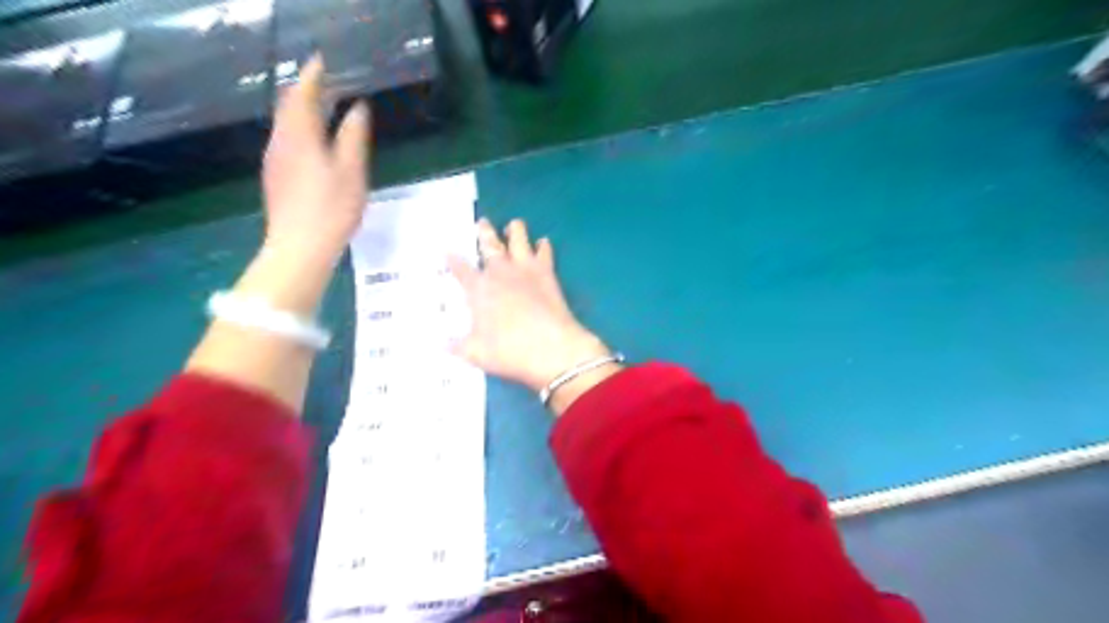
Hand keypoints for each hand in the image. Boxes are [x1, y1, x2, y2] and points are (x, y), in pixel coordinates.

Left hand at [261, 53, 372, 265]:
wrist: (299, 248)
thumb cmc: (330, 209)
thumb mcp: (351, 172)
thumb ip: (353, 137)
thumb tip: (357, 109)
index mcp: (300, 135)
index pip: (303, 94)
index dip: (313, 75)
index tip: (323, 60)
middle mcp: (281, 141)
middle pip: (289, 106)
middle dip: (305, 90)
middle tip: (325, 81)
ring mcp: (275, 160)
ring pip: (286, 124)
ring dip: (302, 110)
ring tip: (321, 106)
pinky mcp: (276, 177)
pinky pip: (286, 140)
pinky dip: (299, 129)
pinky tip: (312, 140)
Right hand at [446, 221, 610, 390]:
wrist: (551, 348)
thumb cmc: (509, 351)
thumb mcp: (476, 354)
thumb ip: (457, 346)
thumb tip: (441, 344)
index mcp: (479, 289)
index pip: (461, 269)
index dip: (453, 259)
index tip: (447, 250)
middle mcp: (500, 273)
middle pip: (490, 245)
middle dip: (484, 232)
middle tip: (483, 222)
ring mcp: (525, 269)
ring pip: (519, 239)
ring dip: (515, 230)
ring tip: (513, 225)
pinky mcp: (547, 273)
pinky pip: (545, 252)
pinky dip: (543, 246)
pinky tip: (543, 242)